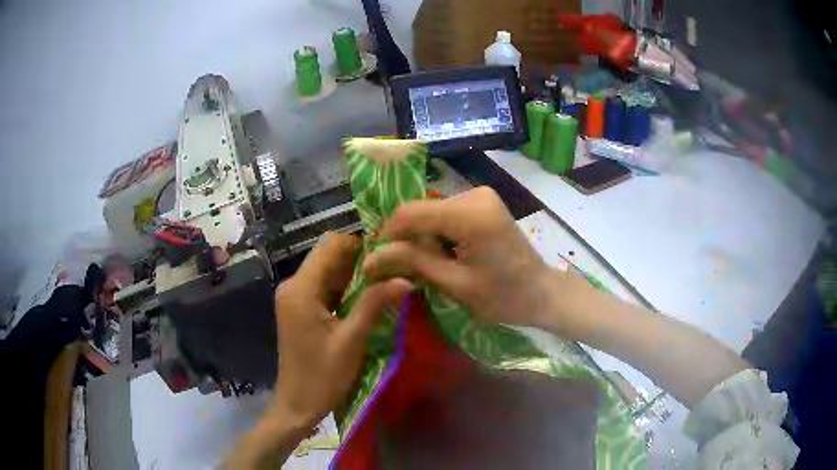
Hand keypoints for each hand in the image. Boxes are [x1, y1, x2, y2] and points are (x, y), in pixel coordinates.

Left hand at [272, 232, 410, 429]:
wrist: (298, 405)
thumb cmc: (322, 376)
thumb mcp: (351, 340)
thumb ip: (374, 304)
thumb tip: (406, 278)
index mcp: (301, 288)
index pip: (331, 245)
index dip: (360, 243)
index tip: (390, 251)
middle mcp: (293, 285)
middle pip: (329, 256)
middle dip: (361, 259)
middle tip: (394, 267)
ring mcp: (295, 297)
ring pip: (328, 271)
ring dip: (355, 274)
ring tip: (387, 279)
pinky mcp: (299, 309)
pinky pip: (324, 288)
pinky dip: (345, 289)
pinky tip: (369, 297)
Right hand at [362, 187, 565, 330]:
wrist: (541, 293)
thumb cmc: (502, 297)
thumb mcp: (454, 283)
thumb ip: (412, 263)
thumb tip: (368, 259)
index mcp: (470, 213)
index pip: (411, 213)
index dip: (388, 235)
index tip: (378, 261)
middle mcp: (474, 194)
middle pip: (421, 211)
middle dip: (407, 239)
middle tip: (404, 270)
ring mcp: (480, 195)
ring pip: (431, 212)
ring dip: (422, 238)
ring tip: (429, 267)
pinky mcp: (483, 202)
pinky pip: (446, 213)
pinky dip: (437, 234)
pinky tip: (445, 256)